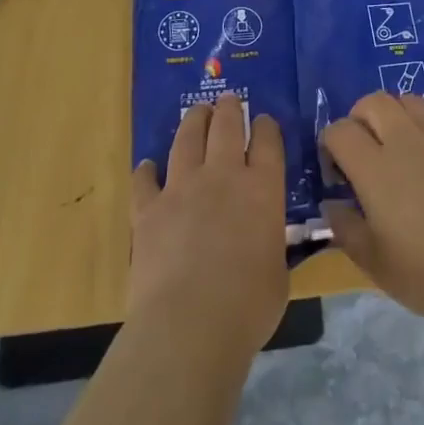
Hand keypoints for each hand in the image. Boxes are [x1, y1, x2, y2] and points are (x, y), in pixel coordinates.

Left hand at [130, 94, 287, 357]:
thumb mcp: (278, 272)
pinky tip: (147, 166)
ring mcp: (182, 188)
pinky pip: (145, 180)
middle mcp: (223, 175)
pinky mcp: (148, 209)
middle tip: (228, 100)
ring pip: (187, 139)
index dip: (266, 127)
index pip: (268, 141)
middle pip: (227, 126)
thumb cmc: (248, 306)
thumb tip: (268, 244)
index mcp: (263, 188)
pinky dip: (147, 171)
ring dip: (194, 121)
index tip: (264, 121)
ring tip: (197, 112)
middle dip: (229, 109)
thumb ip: (272, 245)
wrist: (189, 324)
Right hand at [319, 92, 423, 336]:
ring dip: (393, 116)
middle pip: (372, 101)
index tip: (337, 175)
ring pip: (407, 101)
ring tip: (397, 147)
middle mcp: (404, 140)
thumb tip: (331, 203)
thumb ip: (345, 226)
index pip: (339, 130)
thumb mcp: (373, 262)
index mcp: (374, 168)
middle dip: (359, 119)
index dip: (330, 146)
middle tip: (363, 151)